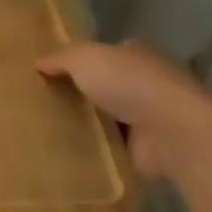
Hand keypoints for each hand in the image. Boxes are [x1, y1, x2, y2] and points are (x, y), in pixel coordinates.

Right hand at [36, 40, 211, 183]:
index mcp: (137, 54)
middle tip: (46, 104)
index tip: (55, 74)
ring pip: (112, 119)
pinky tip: (69, 157)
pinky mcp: (149, 152)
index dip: (84, 62)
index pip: (109, 54)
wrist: (173, 132)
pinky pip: (115, 150)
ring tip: (49, 133)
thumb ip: (61, 58)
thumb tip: (38, 61)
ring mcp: (151, 120)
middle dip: (85, 95)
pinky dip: (98, 153)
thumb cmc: (130, 82)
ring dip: (91, 126)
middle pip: (109, 87)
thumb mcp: (85, 58)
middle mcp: (147, 83)